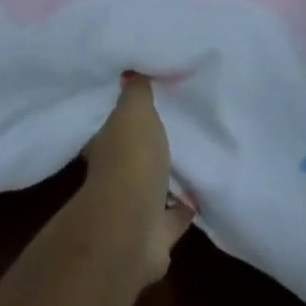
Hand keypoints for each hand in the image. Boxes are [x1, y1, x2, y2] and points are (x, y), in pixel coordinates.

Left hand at [80, 75, 193, 286]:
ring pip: (152, 186)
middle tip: (173, 127)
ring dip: (167, 177)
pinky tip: (201, 194)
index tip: (145, 103)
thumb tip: (131, 70)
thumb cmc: (130, 160)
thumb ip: (136, 91)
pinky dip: (185, 208)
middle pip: (132, 157)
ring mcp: (133, 209)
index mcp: (104, 146)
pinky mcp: (155, 236)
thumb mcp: (134, 110)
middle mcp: (114, 178)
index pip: (112, 125)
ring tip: (191, 157)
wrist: (132, 228)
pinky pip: (173, 216)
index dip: (126, 115)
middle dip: (148, 146)